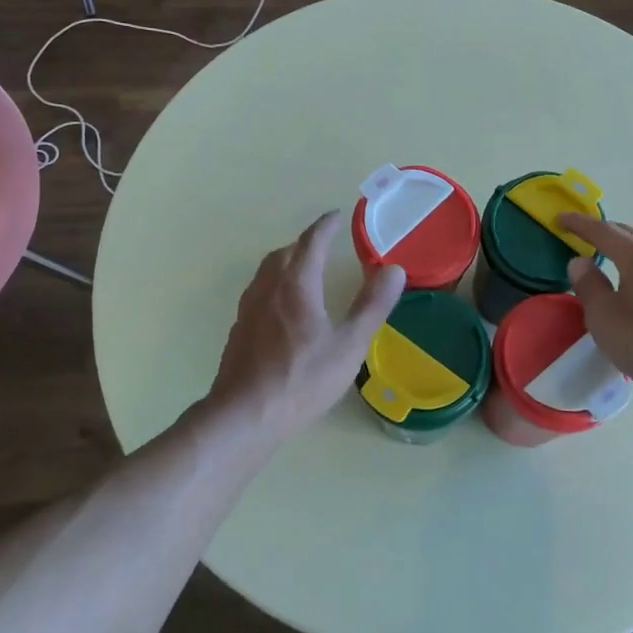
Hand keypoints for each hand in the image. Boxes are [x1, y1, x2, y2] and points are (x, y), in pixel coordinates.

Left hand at [204, 210, 404, 443]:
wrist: (244, 415)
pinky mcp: (239, 329)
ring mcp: (249, 308)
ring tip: (304, 268)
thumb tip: (393, 269)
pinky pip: (258, 291)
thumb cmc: (302, 379)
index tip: (337, 216)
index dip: (325, 226)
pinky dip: (274, 283)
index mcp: (296, 284)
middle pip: (286, 252)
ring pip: (267, 270)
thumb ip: (372, 305)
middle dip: (306, 242)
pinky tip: (282, 306)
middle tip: (325, 243)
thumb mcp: (349, 344)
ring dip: (287, 260)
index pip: (311, 242)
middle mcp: (268, 287)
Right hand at [560, 213, 632, 412]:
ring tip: (613, 256)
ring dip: (629, 247)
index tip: (561, 218)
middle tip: (585, 236)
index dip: (579, 224)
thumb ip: (589, 286)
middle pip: (631, 234)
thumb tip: (581, 261)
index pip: (604, 231)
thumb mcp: (604, 318)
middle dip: (606, 232)